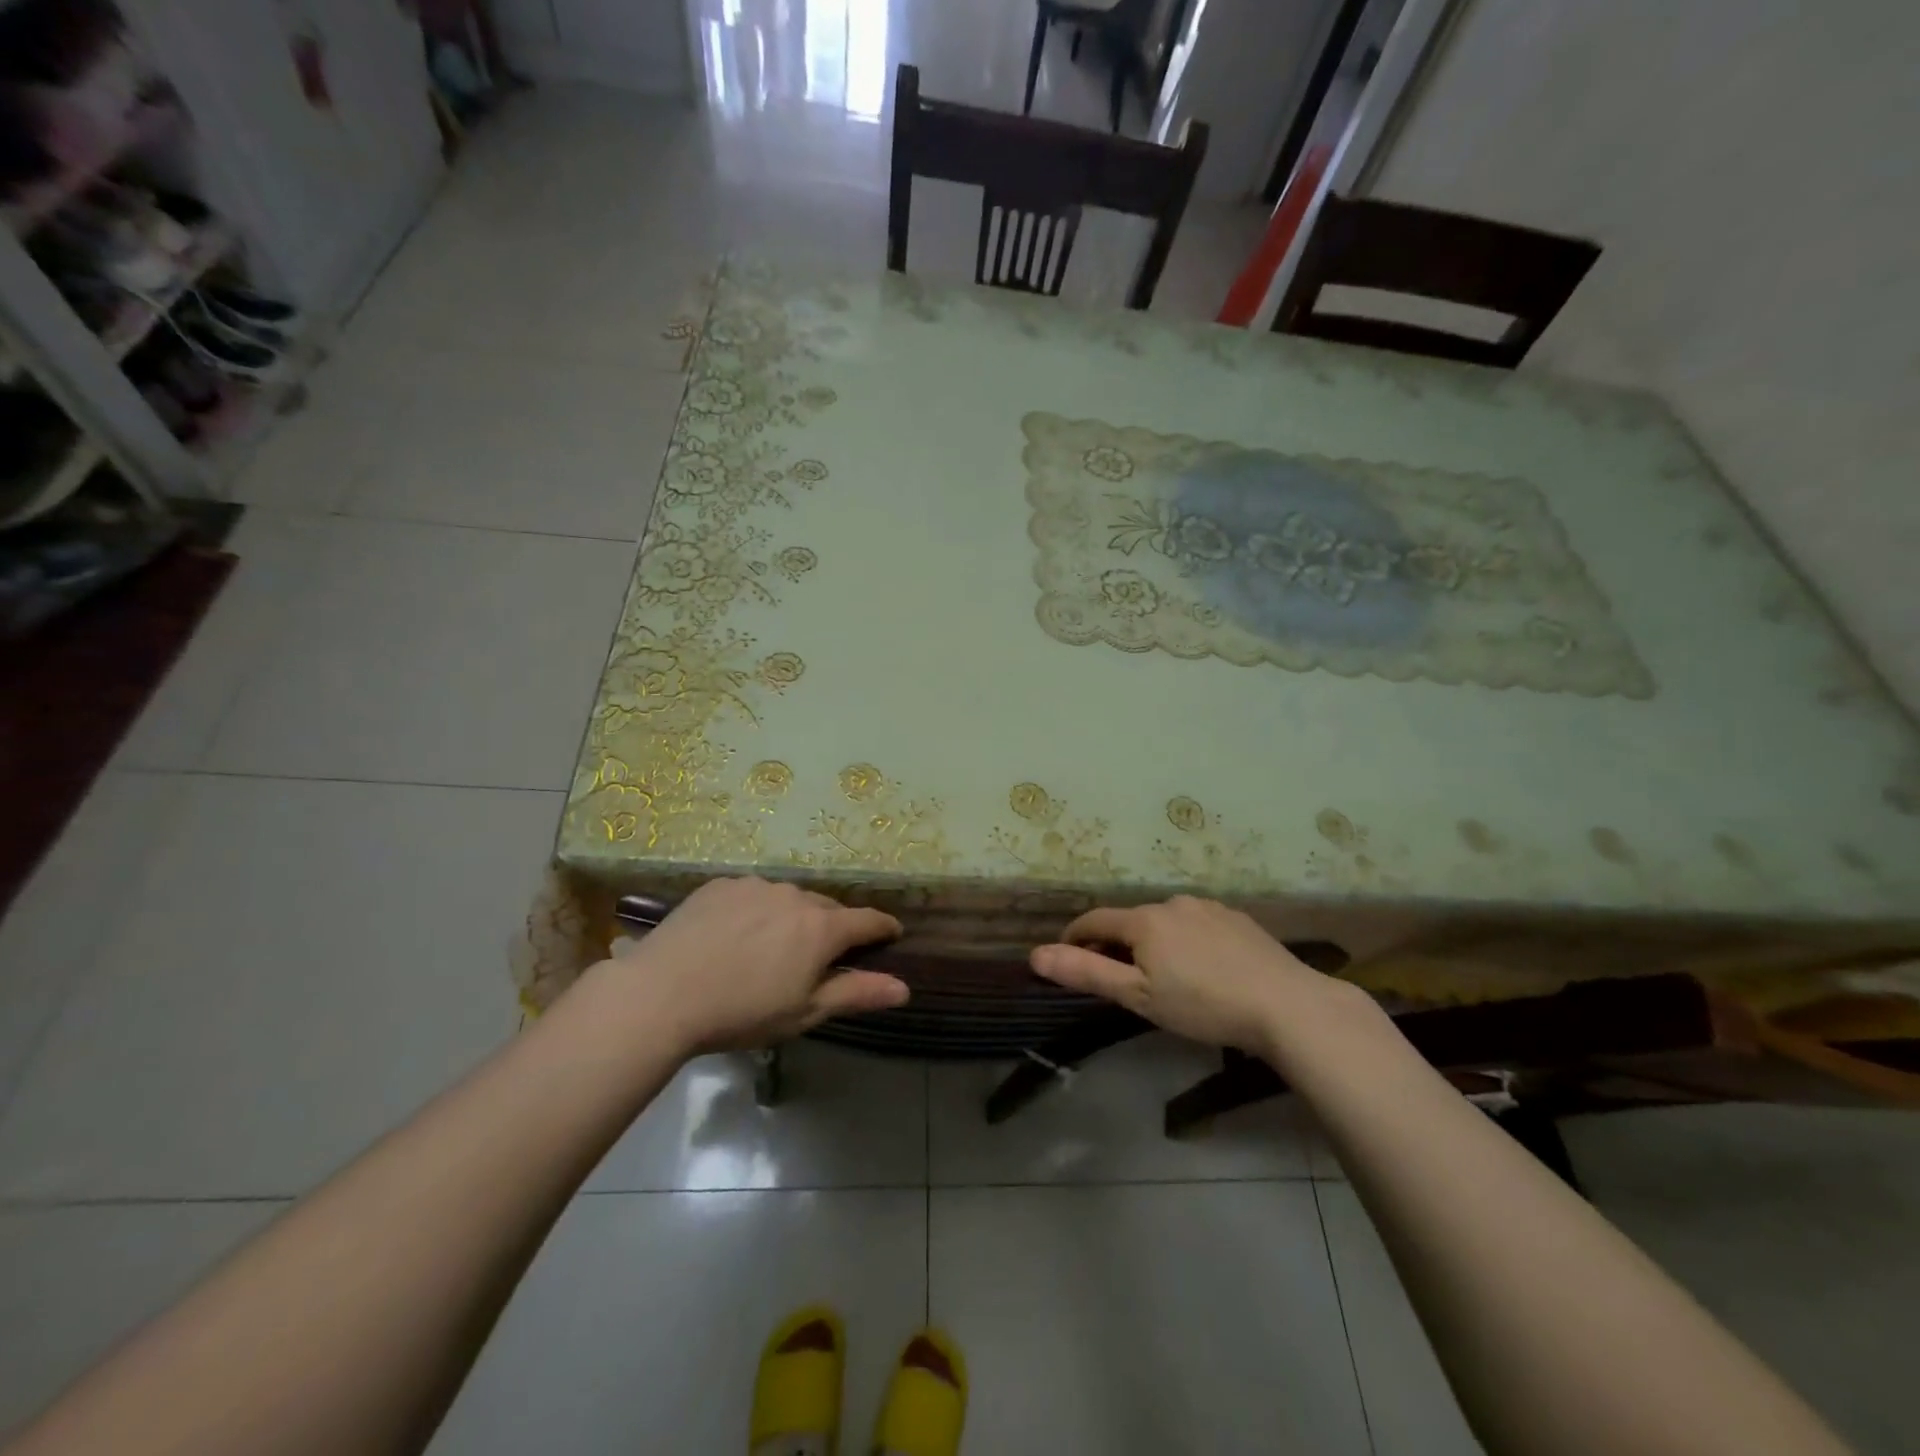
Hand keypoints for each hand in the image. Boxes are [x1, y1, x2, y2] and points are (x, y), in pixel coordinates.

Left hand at [604, 878, 907, 1052]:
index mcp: (822, 928)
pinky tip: (735, 935)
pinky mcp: (721, 885)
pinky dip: (756, 911)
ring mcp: (756, 885)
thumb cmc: (742, 1012)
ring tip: (772, 946)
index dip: (883, 928)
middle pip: (827, 909)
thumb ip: (857, 994)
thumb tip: (904, 988)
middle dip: (832, 928)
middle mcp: (795, 896)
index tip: (891, 935)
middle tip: (820, 956)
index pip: (868, 921)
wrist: (661, 994)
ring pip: (788, 899)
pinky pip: (752, 894)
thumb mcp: (805, 1012)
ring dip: (792, 917)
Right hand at [1031, 895, 1351, 1052]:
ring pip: (1167, 922)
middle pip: (1132, 920)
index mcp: (1144, 919)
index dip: (1075, 938)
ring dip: (1155, 942)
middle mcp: (1172, 903)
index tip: (1067, 957)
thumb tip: (1036, 955)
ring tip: (1166, 977)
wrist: (1286, 1005)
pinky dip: (1188, 941)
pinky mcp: (1238, 918)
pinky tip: (1205, 968)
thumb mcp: (1138, 996)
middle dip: (1118, 944)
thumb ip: (1087, 972)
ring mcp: (1209, 907)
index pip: (1094, 920)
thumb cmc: (1202, 1004)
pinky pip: (1198, 925)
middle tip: (1122, 980)